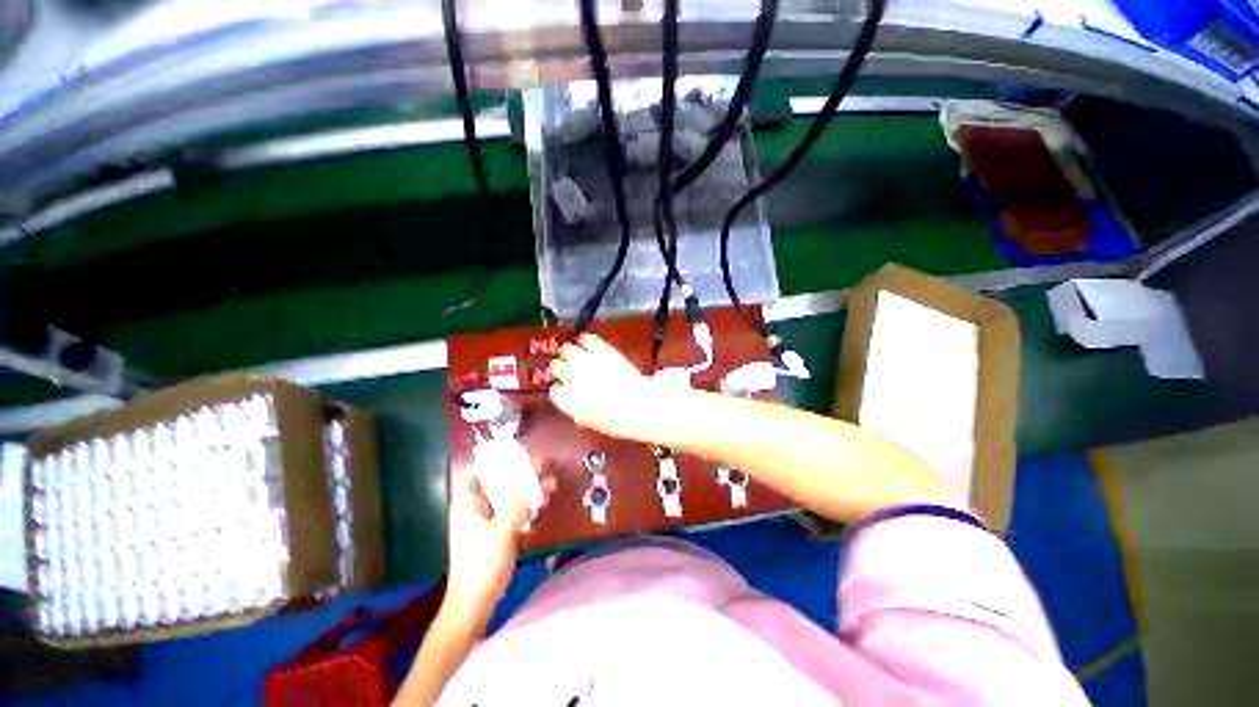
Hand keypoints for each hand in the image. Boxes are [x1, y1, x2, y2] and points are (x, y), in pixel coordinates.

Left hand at [444, 470, 554, 624]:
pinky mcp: (501, 531)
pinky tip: (546, 497)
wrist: (476, 604)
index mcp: (468, 505)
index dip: (491, 460)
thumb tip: (530, 480)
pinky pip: (517, 509)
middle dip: (519, 472)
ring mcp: (490, 520)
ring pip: (510, 495)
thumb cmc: (481, 566)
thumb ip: (516, 505)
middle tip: (541, 463)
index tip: (514, 451)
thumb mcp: (500, 533)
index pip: (474, 473)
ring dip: (529, 487)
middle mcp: (477, 508)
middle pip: (497, 481)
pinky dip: (530, 502)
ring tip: (550, 480)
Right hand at [548, 333, 671, 441]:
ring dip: (570, 353)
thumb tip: (575, 401)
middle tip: (571, 369)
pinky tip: (588, 343)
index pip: (555, 390)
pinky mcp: (602, 350)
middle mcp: (572, 378)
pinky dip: (586, 340)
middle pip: (556, 366)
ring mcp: (586, 362)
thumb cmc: (618, 421)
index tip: (567, 389)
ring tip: (578, 355)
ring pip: (566, 349)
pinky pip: (586, 338)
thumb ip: (578, 409)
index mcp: (567, 400)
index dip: (562, 389)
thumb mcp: (592, 421)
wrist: (640, 406)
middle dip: (563, 369)